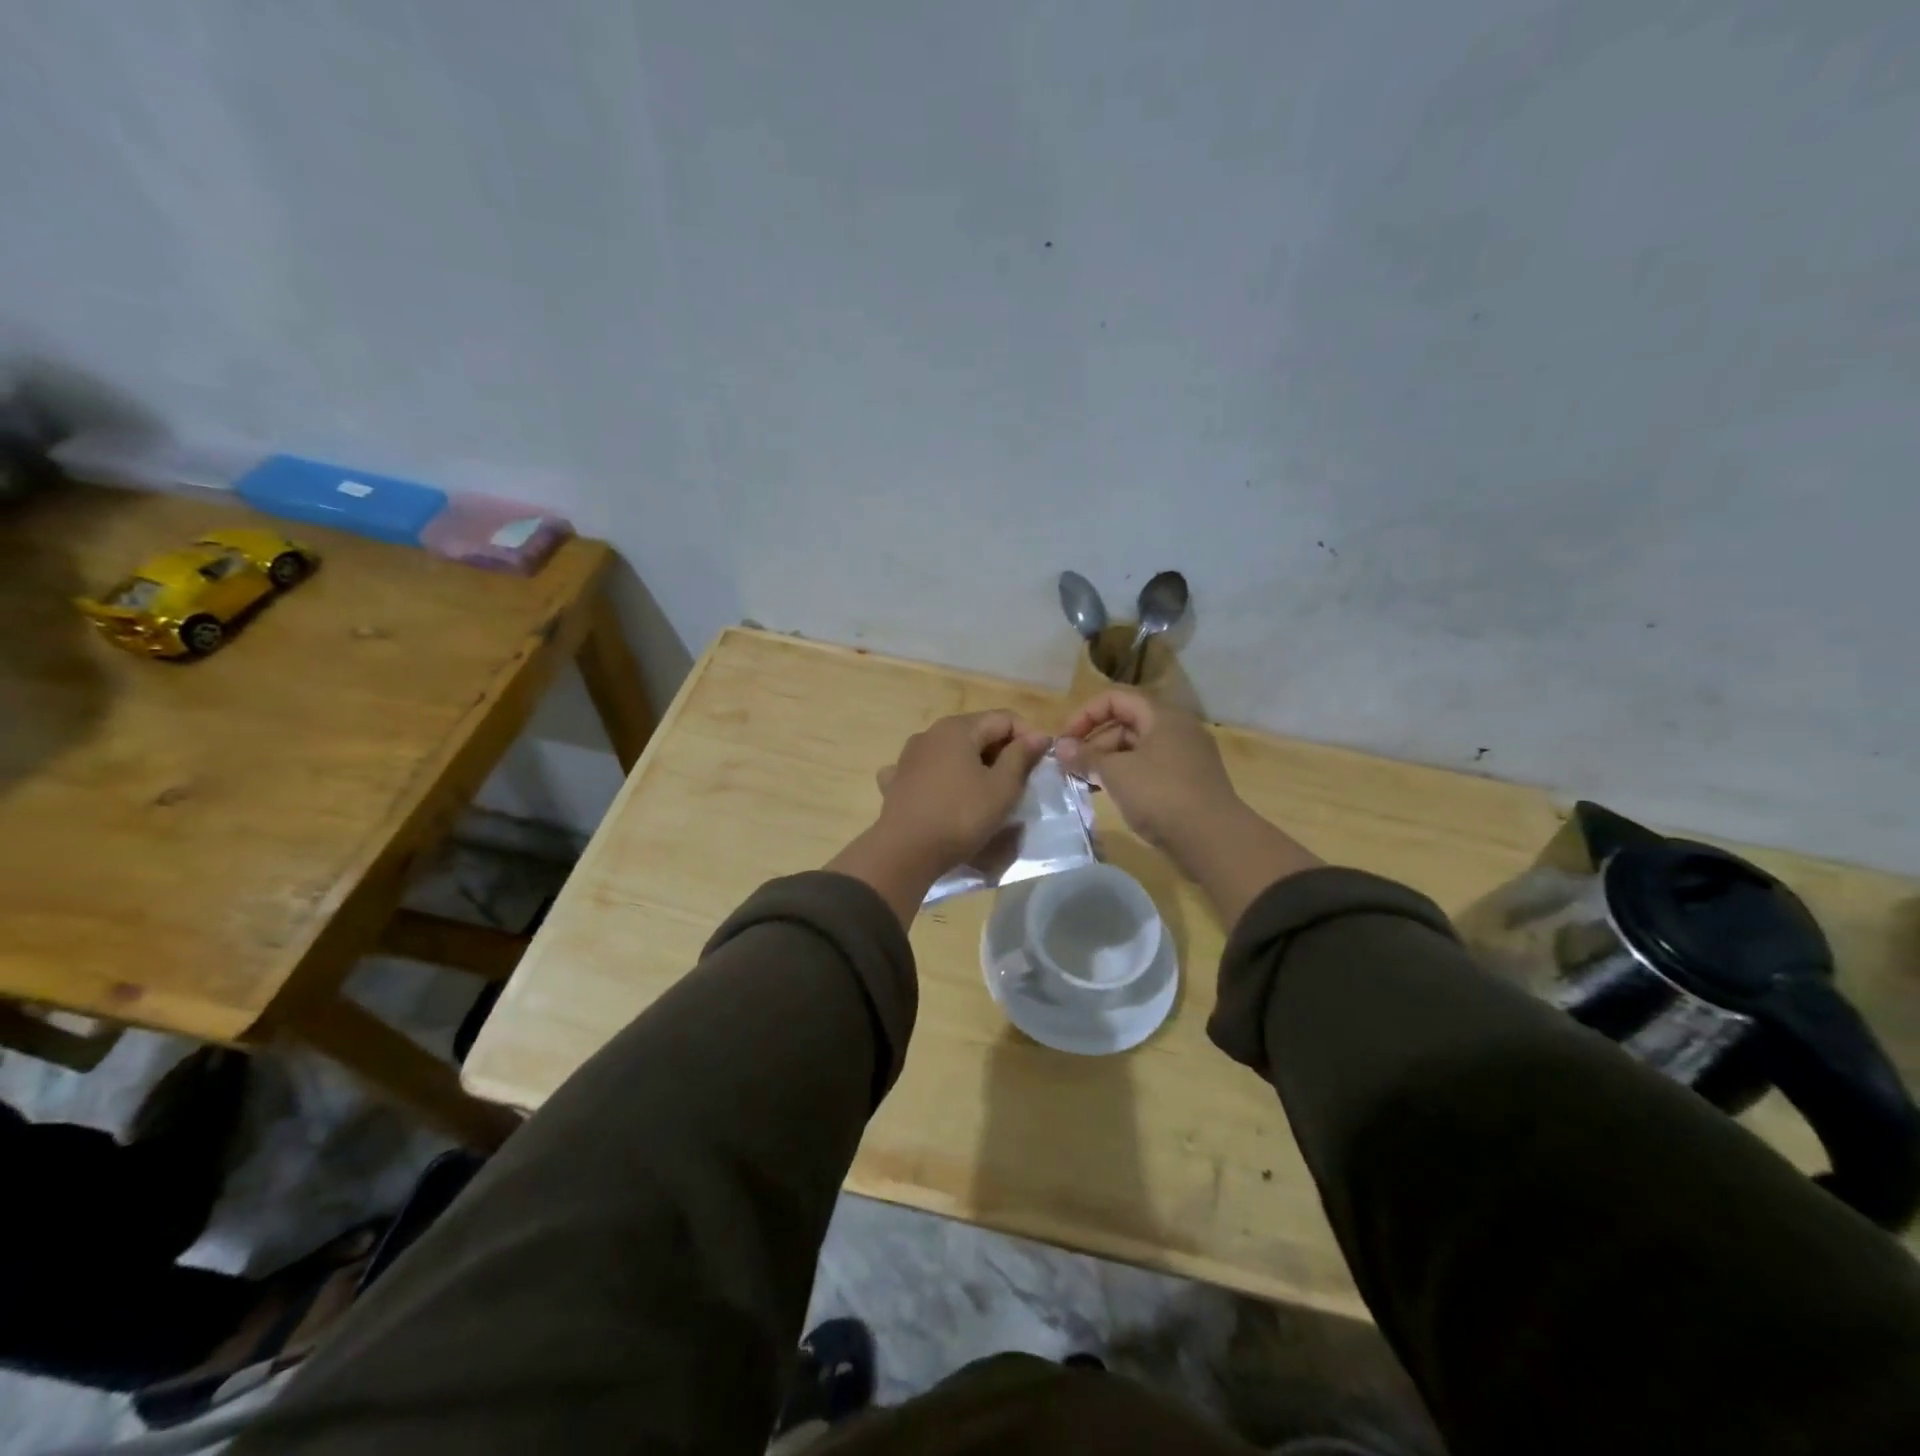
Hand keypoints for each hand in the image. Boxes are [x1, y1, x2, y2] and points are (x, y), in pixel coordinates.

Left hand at [830, 711, 1051, 924]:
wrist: (905, 852)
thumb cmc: (961, 816)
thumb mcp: (1002, 788)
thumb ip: (1021, 757)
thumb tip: (1038, 735)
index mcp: (958, 728)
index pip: (1004, 718)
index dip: (1028, 736)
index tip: (1041, 764)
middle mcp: (930, 733)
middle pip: (977, 732)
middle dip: (1001, 752)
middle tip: (1020, 781)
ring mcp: (908, 756)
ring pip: (951, 752)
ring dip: (973, 765)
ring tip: (988, 792)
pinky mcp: (896, 781)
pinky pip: (927, 771)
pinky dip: (943, 779)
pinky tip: (946, 795)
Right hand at [1054, 690, 1239, 852]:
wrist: (1213, 840)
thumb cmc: (1160, 795)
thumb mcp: (1116, 773)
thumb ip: (1085, 757)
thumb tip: (1059, 747)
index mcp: (1162, 716)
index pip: (1115, 699)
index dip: (1085, 715)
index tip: (1064, 741)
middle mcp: (1176, 729)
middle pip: (1125, 724)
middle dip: (1093, 743)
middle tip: (1069, 768)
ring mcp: (1185, 757)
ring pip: (1136, 749)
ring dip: (1107, 763)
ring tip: (1084, 784)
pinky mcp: (1188, 782)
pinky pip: (1149, 770)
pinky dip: (1126, 777)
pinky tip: (1109, 796)